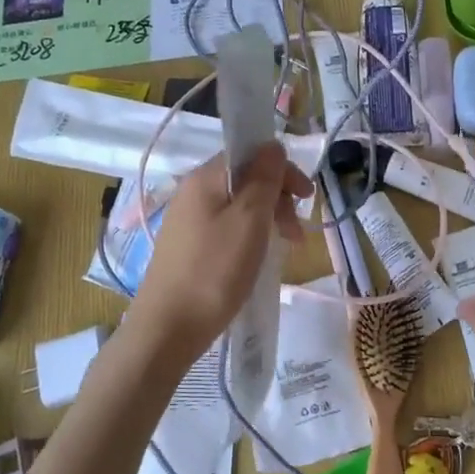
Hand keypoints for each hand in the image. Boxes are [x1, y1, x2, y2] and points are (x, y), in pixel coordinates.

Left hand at [124, 145, 310, 363]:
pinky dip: (249, 234)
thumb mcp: (249, 220)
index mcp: (205, 177)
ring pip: (237, 204)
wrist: (167, 328)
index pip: (251, 153)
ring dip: (267, 218)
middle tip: (296, 232)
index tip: (307, 198)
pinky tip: (257, 257)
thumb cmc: (215, 270)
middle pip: (245, 178)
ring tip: (284, 247)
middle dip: (278, 197)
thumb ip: (264, 179)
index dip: (283, 170)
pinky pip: (225, 226)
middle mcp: (192, 190)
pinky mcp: (186, 245)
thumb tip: (273, 145)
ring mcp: (187, 219)